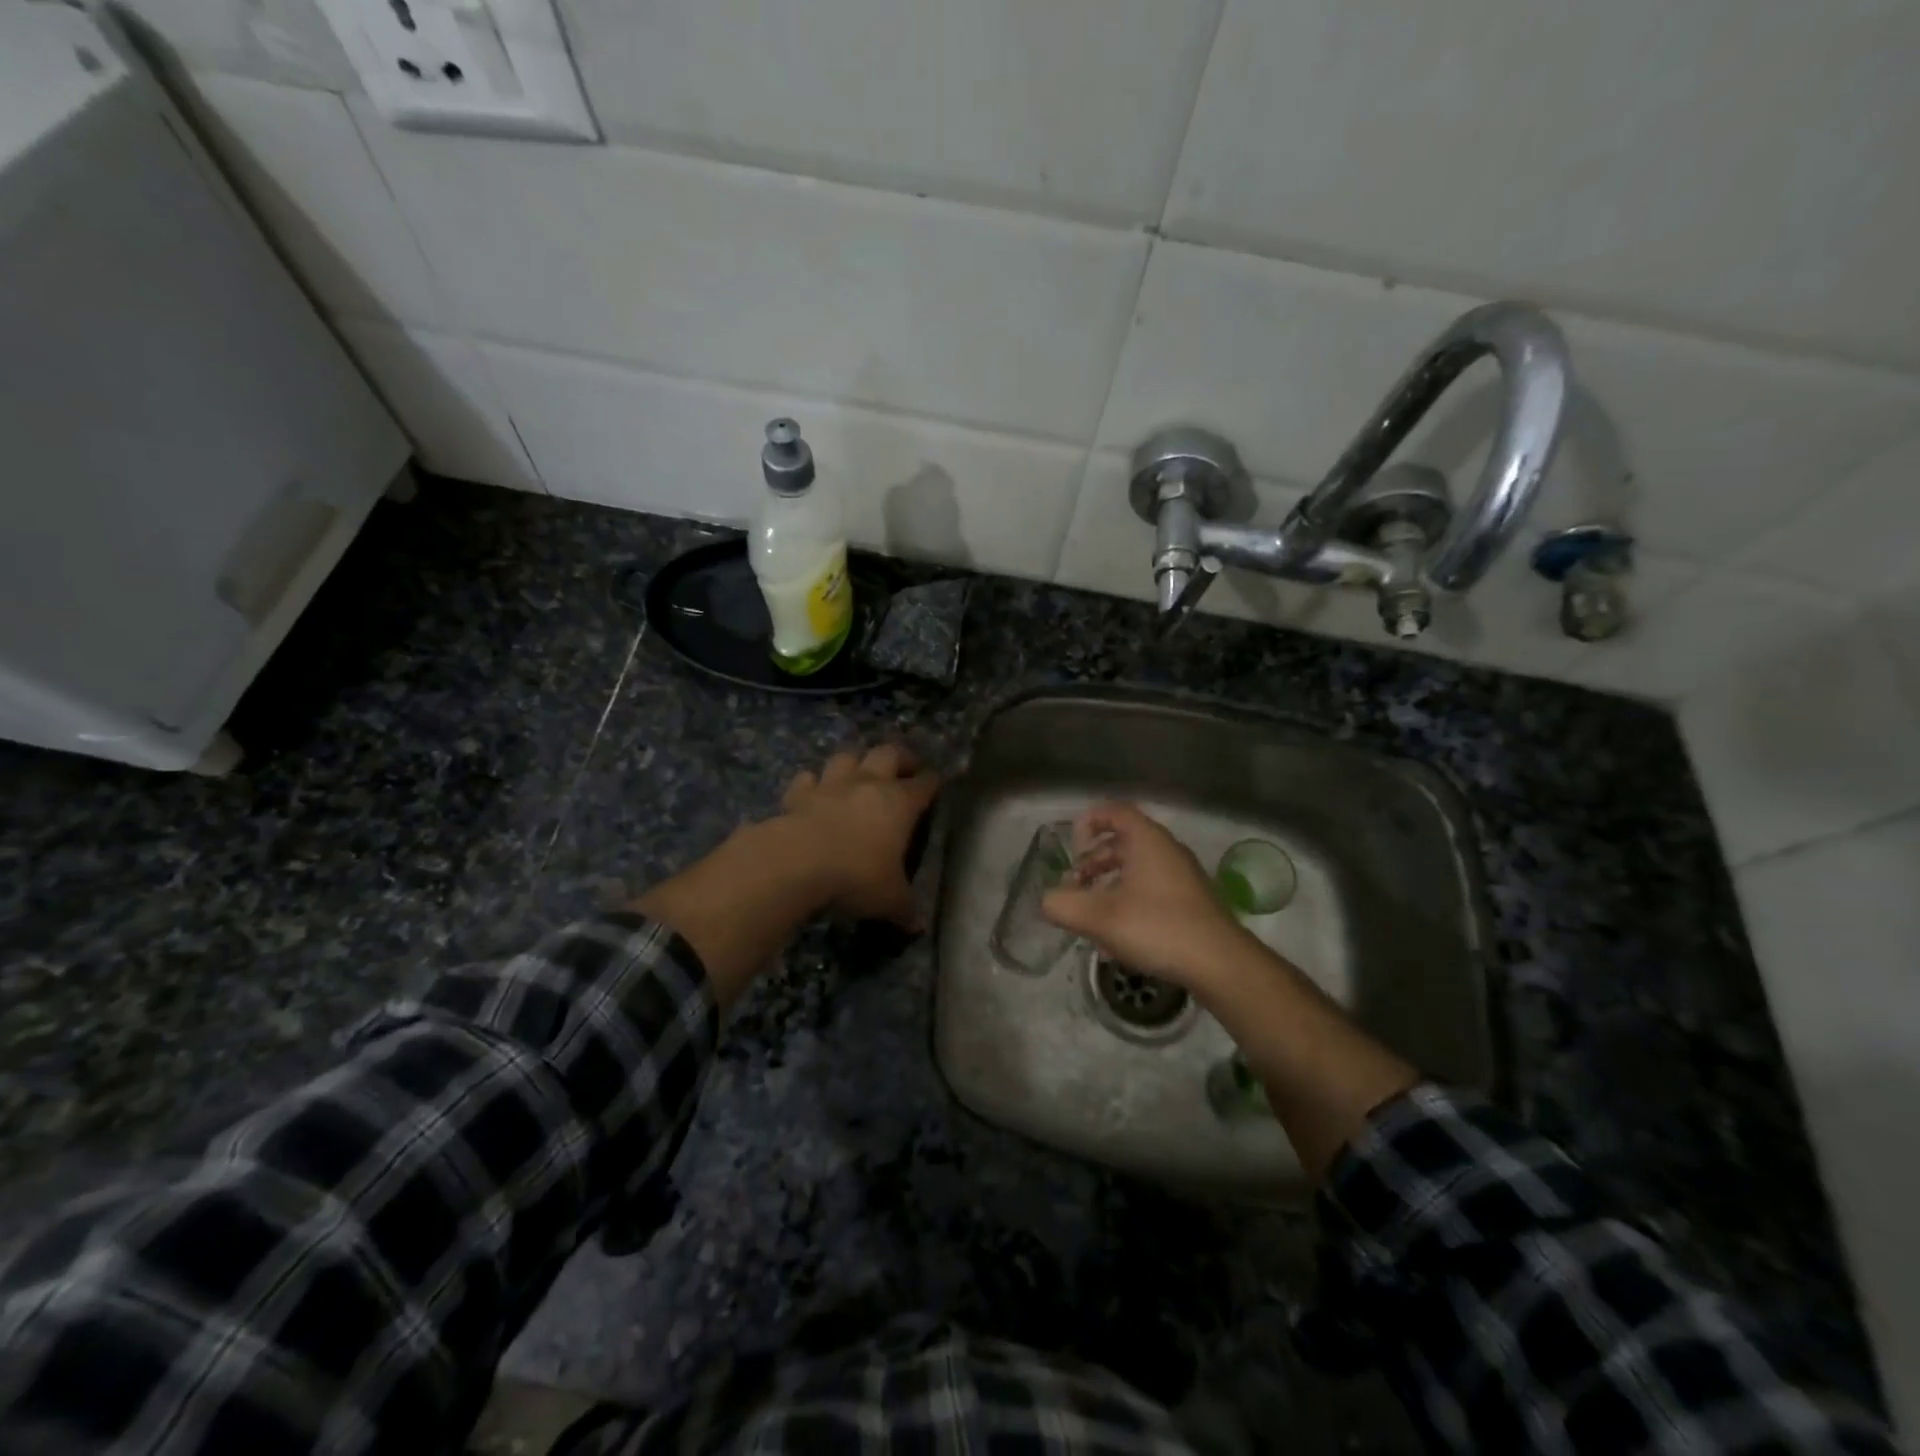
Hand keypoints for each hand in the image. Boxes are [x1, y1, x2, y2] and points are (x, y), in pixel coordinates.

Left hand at [779, 744, 941, 927]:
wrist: (795, 863)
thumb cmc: (856, 876)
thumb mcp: (889, 899)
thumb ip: (905, 908)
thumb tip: (917, 925)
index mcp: (899, 803)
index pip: (925, 784)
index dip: (933, 782)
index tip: (937, 784)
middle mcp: (867, 784)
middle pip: (888, 754)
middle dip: (899, 758)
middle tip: (904, 768)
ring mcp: (830, 785)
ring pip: (846, 758)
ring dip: (854, 763)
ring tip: (858, 774)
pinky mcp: (798, 795)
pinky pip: (807, 779)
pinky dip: (812, 783)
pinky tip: (813, 792)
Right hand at [1041, 801, 1250, 990]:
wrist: (1220, 963)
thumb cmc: (1157, 927)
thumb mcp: (1099, 918)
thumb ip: (1063, 905)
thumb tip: (1047, 900)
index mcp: (1146, 840)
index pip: (1113, 811)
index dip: (1088, 823)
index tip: (1072, 848)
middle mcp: (1166, 850)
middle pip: (1122, 842)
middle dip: (1092, 862)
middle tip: (1074, 886)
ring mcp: (1182, 876)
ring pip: (1136, 869)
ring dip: (1108, 885)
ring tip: (1090, 916)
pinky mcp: (1191, 902)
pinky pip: (1151, 890)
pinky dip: (1128, 902)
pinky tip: (1117, 939)